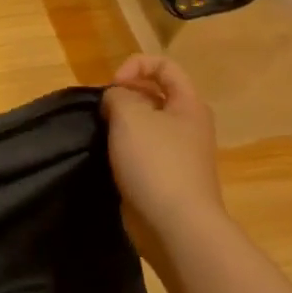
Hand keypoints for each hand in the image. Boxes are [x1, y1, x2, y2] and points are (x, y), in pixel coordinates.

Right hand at [102, 54, 224, 264]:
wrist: (176, 226)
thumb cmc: (156, 163)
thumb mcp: (130, 115)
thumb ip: (118, 95)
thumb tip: (116, 99)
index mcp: (189, 105)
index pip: (165, 66)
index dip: (135, 66)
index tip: (114, 87)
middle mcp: (188, 126)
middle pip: (154, 94)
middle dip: (124, 97)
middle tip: (103, 112)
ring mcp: (178, 153)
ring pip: (145, 124)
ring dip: (120, 124)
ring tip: (103, 135)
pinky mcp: (165, 176)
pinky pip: (141, 150)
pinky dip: (123, 149)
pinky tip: (109, 158)